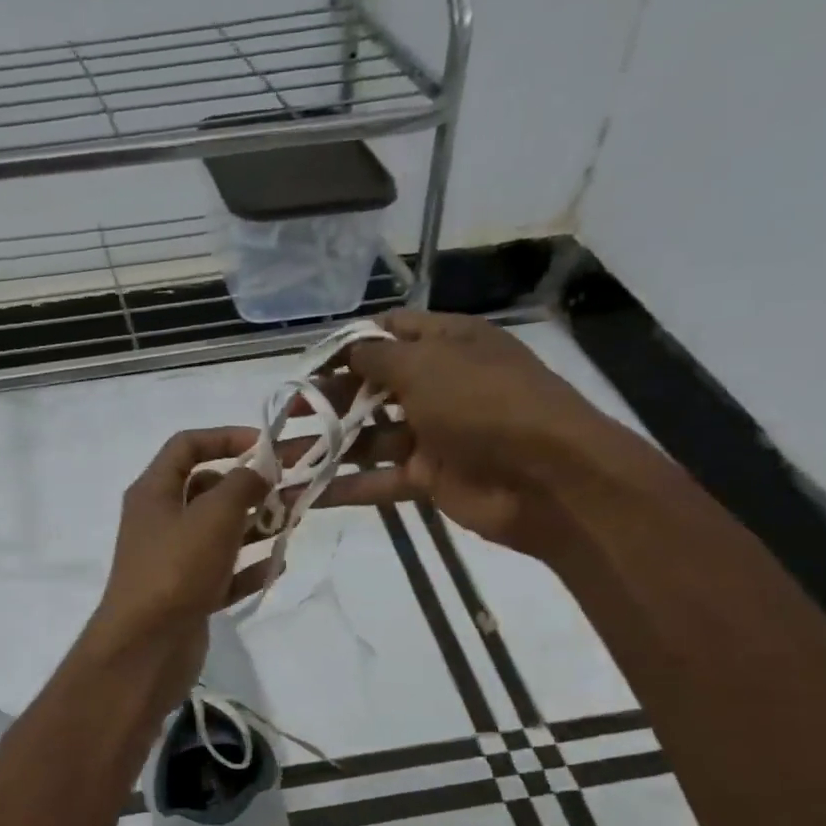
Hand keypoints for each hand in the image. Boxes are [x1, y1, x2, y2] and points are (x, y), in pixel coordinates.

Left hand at [84, 428, 270, 692]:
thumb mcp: (214, 515)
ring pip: (218, 533)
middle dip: (248, 488)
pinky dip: (248, 569)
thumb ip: (242, 485)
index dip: (226, 436)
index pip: (187, 445)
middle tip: (289, 492)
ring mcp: (173, 561)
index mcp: (154, 492)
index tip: (266, 446)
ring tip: (292, 526)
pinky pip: (223, 573)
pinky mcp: (187, 595)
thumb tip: (259, 471)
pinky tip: (277, 568)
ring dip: (254, 527)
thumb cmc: (177, 569)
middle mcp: (160, 521)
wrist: (146, 648)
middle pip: (206, 490)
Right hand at [311, 310, 647, 552]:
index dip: (348, 343)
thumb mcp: (428, 365)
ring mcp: (434, 435)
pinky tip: (304, 493)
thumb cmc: (486, 403)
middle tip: (287, 410)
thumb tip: (346, 348)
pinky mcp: (429, 478)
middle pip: (373, 387)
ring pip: (370, 437)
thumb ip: (378, 357)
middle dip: (330, 398)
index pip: (390, 333)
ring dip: (328, 446)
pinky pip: (379, 479)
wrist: (546, 478)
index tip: (307, 361)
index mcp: (448, 344)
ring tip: (280, 456)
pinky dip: (345, 486)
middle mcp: (439, 385)